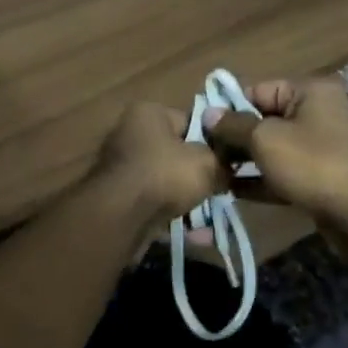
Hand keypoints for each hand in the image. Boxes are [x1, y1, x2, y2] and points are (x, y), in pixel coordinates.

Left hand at [92, 100, 225, 224]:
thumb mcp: (208, 163)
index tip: (228, 162)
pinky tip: (194, 234)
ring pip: (166, 181)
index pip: (191, 121)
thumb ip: (222, 162)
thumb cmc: (165, 174)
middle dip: (198, 174)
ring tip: (209, 216)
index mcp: (148, 113)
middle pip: (177, 153)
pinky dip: (172, 215)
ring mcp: (122, 166)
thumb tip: (227, 169)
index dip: (213, 142)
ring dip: (188, 199)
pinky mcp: (119, 196)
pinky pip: (155, 202)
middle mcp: (130, 133)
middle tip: (220, 190)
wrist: (121, 216)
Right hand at [206, 75, 347, 222]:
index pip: (257, 90)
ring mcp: (320, 145)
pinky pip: (282, 170)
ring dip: (244, 159)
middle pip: (263, 118)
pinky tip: (231, 191)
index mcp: (309, 91)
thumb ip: (233, 125)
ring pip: (272, 146)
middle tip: (204, 153)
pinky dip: (260, 178)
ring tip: (213, 172)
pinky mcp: (319, 174)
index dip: (228, 108)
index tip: (201, 127)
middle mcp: (317, 111)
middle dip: (234, 136)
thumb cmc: (311, 164)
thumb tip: (208, 114)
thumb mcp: (265, 140)